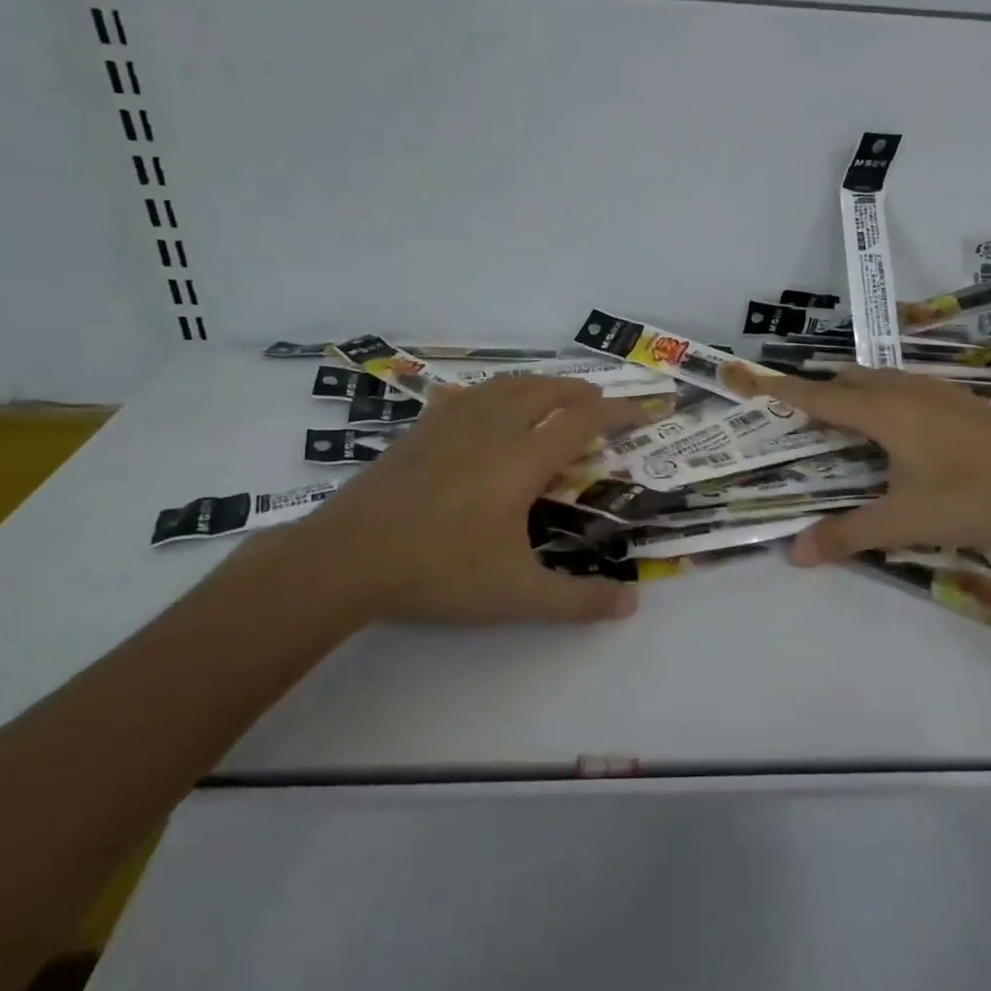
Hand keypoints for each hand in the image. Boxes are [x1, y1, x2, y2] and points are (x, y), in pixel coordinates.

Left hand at [260, 376, 647, 627]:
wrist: (347, 558)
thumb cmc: (438, 573)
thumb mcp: (515, 596)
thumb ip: (577, 602)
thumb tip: (631, 605)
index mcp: (520, 462)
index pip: (581, 422)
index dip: (618, 412)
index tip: (644, 410)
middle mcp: (492, 430)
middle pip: (545, 391)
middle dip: (579, 391)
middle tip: (599, 404)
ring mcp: (450, 425)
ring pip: (505, 386)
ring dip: (538, 384)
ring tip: (552, 396)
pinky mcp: (419, 431)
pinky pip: (465, 396)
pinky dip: (490, 393)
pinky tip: (483, 406)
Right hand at [730, 366, 990, 564]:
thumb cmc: (973, 498)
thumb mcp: (905, 521)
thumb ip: (848, 534)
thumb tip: (795, 553)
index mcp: (884, 412)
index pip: (822, 396)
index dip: (787, 391)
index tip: (758, 381)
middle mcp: (906, 391)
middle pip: (849, 380)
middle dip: (819, 391)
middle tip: (798, 416)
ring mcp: (937, 393)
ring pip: (880, 379)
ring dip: (853, 392)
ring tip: (841, 420)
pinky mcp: (960, 403)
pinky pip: (904, 388)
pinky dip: (882, 398)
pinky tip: (897, 428)